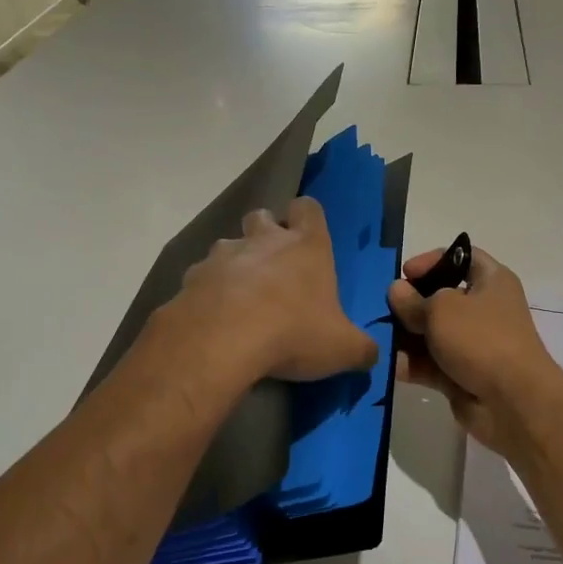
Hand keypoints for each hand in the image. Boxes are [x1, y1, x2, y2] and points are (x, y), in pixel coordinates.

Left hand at [175, 197, 378, 383]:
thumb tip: (372, 355)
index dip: (308, 218)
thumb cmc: (293, 333)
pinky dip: (208, 293)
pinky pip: (201, 278)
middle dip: (266, 234)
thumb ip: (361, 349)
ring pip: (228, 246)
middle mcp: (263, 240)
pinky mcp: (190, 279)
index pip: (308, 208)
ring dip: (235, 265)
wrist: (221, 342)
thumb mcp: (343, 349)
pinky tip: (214, 320)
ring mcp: (222, 256)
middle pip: (262, 216)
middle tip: (274, 269)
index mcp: (306, 246)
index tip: (308, 238)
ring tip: (241, 300)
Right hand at [387, 245, 562, 454]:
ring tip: (376, 338)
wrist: (512, 401)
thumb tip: (396, 291)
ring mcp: (473, 344)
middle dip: (410, 303)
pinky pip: (431, 363)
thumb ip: (413, 300)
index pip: (461, 257)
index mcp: (491, 281)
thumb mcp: (441, 309)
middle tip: (380, 307)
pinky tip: (386, 365)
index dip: (432, 260)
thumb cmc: (481, 339)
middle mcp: (484, 309)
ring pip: (432, 333)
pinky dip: (411, 364)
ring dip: (404, 336)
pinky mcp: (461, 375)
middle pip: (440, 297)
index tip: (403, 273)